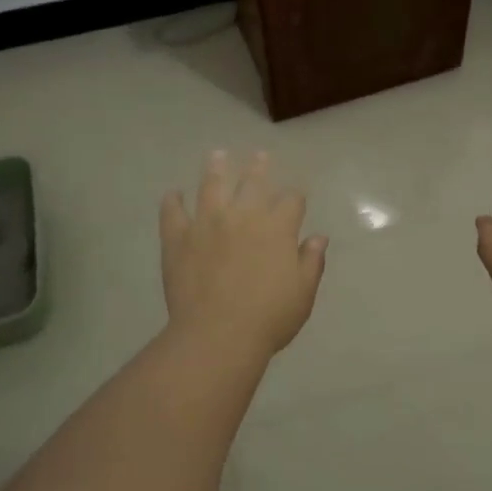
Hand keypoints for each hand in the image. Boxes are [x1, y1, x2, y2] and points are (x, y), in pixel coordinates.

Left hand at [160, 150, 327, 358]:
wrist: (218, 335)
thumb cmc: (269, 318)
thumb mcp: (303, 293)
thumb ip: (311, 261)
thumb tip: (319, 237)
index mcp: (278, 227)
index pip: (291, 200)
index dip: (295, 197)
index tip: (296, 198)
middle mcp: (243, 215)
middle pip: (253, 181)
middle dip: (259, 167)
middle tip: (260, 155)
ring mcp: (207, 223)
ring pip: (212, 185)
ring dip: (216, 168)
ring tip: (217, 156)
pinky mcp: (178, 237)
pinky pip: (173, 212)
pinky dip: (172, 202)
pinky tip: (173, 195)